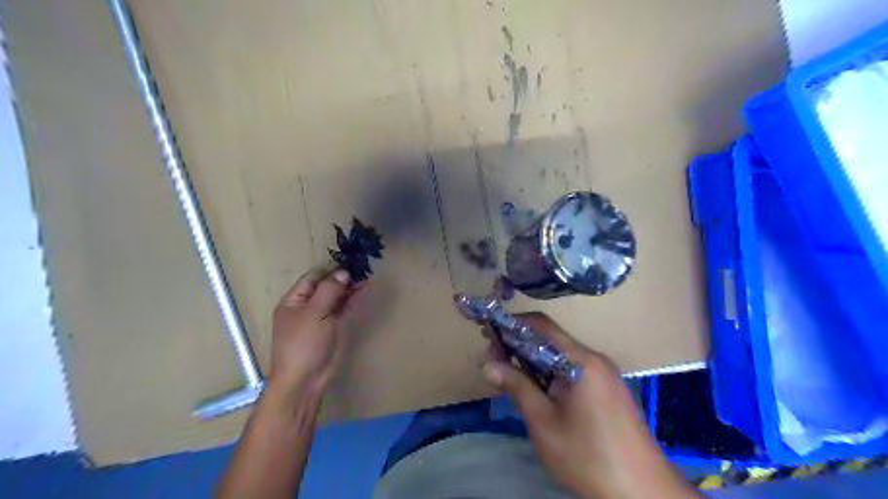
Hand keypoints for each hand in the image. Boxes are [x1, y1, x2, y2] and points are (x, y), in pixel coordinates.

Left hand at [267, 266, 360, 400]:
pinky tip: (363, 292)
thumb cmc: (304, 344)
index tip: (350, 263)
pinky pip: (342, 309)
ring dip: (349, 288)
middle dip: (342, 278)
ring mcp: (320, 318)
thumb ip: (329, 290)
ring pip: (335, 297)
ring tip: (366, 278)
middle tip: (363, 269)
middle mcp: (306, 307)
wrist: (305, 380)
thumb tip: (343, 272)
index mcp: (293, 301)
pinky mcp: (332, 328)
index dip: (330, 270)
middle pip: (325, 286)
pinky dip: (352, 300)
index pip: (313, 278)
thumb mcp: (314, 313)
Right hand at [483, 311, 697, 497]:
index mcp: (581, 360)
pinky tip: (536, 387)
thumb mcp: (544, 422)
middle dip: (519, 344)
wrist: (643, 493)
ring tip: (508, 372)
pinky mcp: (608, 389)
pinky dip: (550, 371)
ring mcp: (605, 374)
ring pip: (562, 355)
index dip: (512, 324)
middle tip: (492, 357)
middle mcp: (595, 359)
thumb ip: (517, 386)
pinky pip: (573, 369)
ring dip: (534, 359)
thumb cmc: (587, 457)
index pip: (542, 326)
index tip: (488, 331)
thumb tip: (488, 363)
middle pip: (552, 339)